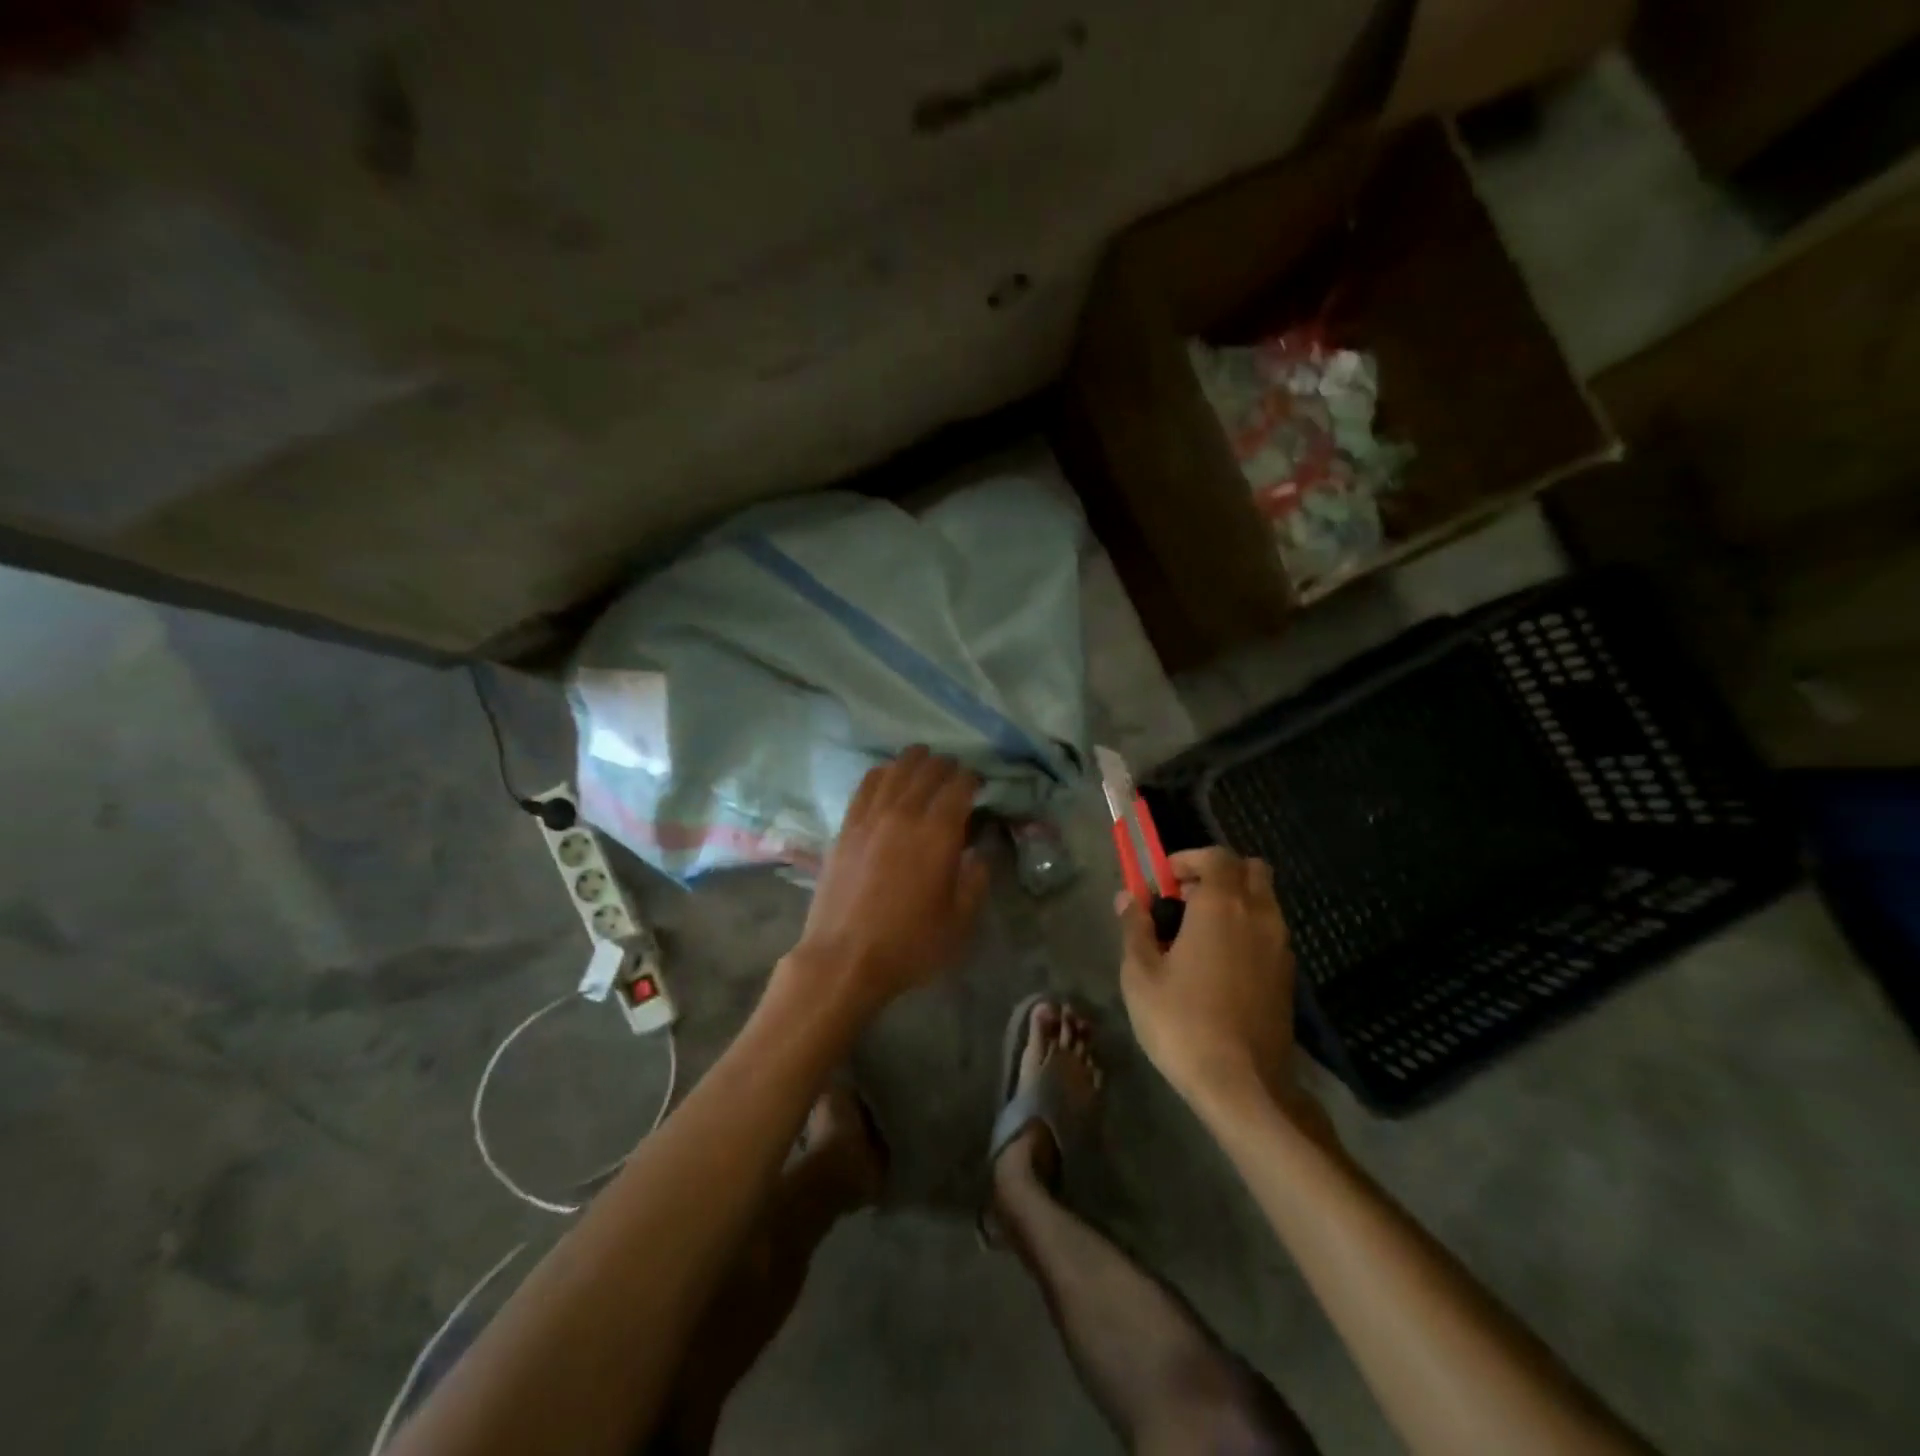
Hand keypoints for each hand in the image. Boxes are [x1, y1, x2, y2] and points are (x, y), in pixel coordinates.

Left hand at [787, 746, 987, 1014]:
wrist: (843, 958)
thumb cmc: (909, 944)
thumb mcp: (960, 920)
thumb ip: (976, 878)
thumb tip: (979, 850)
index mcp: (938, 833)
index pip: (959, 786)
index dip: (972, 779)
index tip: (978, 785)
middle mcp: (904, 813)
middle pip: (927, 770)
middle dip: (946, 766)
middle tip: (955, 774)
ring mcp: (870, 817)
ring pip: (895, 770)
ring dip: (914, 761)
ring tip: (924, 762)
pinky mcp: (846, 827)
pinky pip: (866, 785)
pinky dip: (882, 772)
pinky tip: (888, 775)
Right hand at [1116, 848, 1301, 1113]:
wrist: (1243, 1085)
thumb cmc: (1182, 1022)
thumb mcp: (1141, 974)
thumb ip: (1134, 928)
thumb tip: (1127, 898)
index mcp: (1221, 906)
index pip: (1216, 855)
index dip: (1188, 859)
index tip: (1163, 881)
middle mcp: (1258, 915)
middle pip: (1251, 869)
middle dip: (1218, 873)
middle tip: (1186, 900)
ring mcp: (1279, 946)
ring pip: (1264, 900)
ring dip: (1235, 901)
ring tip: (1198, 935)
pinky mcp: (1287, 975)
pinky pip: (1270, 931)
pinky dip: (1248, 929)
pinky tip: (1220, 965)